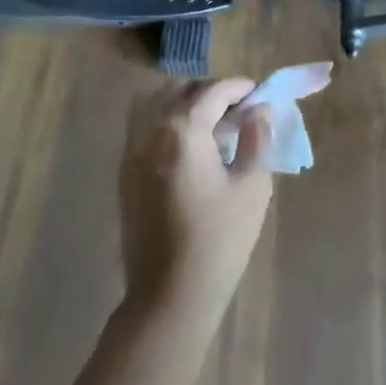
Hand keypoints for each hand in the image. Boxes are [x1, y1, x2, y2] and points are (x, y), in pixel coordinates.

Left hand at [120, 78, 274, 315]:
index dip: (239, 88)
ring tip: (210, 123)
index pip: (213, 91)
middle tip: (237, 110)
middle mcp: (151, 130)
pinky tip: (187, 145)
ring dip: (184, 102)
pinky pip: (143, 126)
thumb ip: (257, 141)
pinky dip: (165, 120)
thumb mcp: (252, 188)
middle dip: (211, 92)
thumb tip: (260, 111)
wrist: (169, 296)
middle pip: (181, 90)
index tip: (259, 94)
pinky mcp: (125, 172)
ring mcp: (132, 150)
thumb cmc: (218, 241)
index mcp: (183, 130)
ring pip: (155, 103)